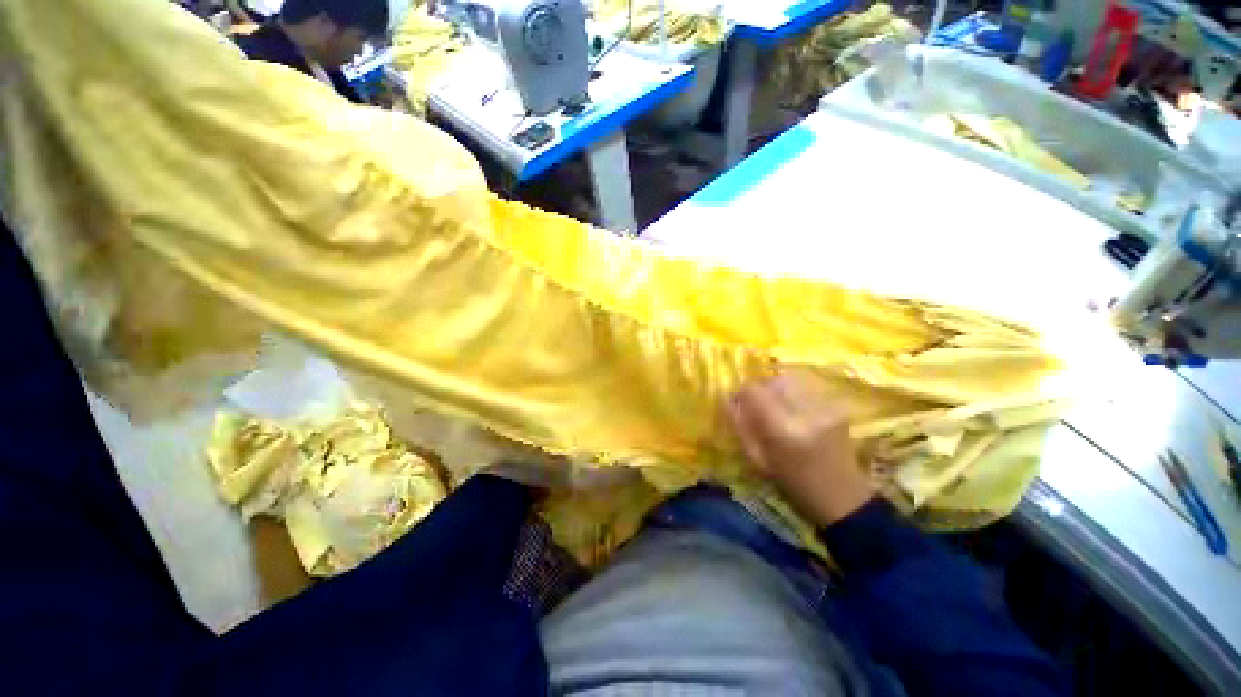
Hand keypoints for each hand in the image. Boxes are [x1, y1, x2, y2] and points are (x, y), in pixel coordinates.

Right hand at [727, 373, 873, 526]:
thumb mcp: (758, 461)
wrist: (842, 497)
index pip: (754, 391)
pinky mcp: (837, 405)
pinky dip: (795, 389)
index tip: (737, 401)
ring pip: (792, 379)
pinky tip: (795, 405)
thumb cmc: (794, 483)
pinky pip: (808, 385)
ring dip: (777, 387)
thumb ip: (741, 427)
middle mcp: (805, 412)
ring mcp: (825, 406)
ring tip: (776, 402)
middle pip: (773, 380)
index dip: (742, 392)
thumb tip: (728, 400)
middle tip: (757, 403)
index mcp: (782, 430)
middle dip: (760, 388)